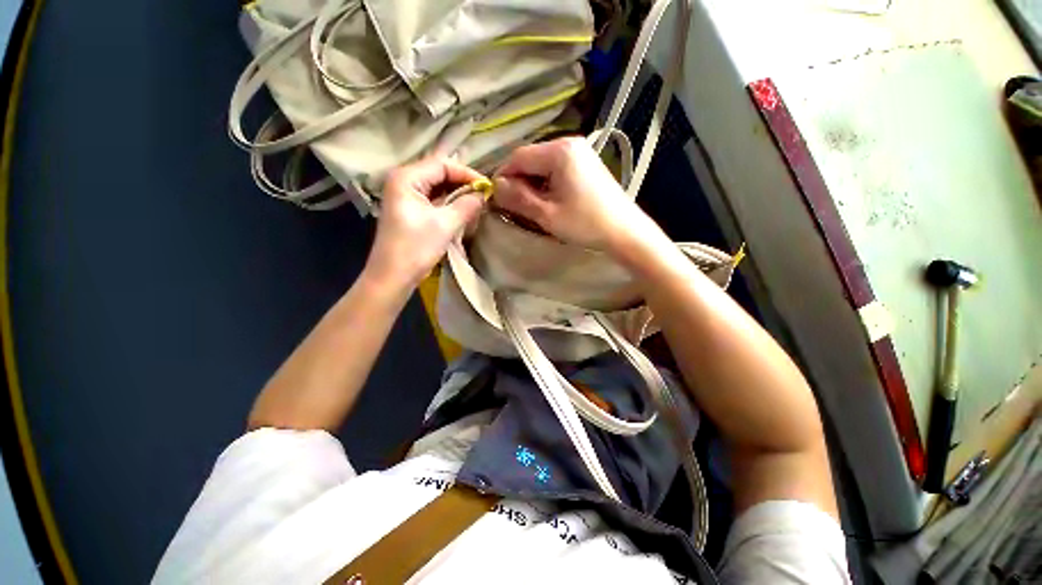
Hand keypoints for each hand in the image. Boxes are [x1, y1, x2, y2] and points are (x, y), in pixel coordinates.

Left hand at [365, 157, 485, 289]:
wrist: (393, 276)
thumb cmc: (416, 248)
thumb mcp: (445, 224)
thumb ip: (467, 206)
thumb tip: (484, 195)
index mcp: (406, 178)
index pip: (442, 165)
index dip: (466, 173)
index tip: (487, 186)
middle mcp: (403, 181)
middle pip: (439, 173)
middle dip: (463, 183)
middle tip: (484, 195)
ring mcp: (406, 196)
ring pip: (437, 187)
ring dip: (457, 194)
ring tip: (477, 202)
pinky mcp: (410, 210)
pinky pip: (434, 200)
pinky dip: (449, 204)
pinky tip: (463, 211)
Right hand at [492, 137, 659, 252]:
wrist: (625, 231)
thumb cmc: (585, 223)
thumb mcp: (547, 214)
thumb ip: (518, 198)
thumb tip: (495, 187)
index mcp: (559, 151)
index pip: (518, 157)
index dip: (503, 176)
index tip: (496, 198)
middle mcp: (569, 143)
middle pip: (531, 159)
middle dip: (518, 182)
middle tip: (513, 206)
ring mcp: (580, 153)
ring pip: (542, 165)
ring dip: (532, 184)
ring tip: (530, 206)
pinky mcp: (586, 164)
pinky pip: (556, 169)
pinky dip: (546, 184)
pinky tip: (547, 201)